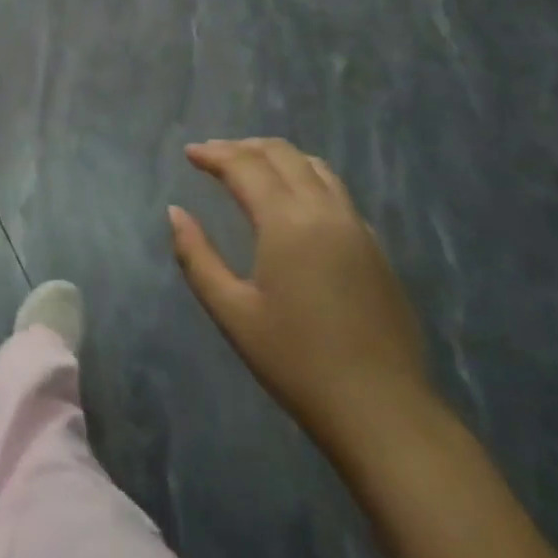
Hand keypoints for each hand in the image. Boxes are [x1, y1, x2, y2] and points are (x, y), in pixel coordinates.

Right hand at [169, 138, 429, 448]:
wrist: (382, 410)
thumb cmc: (296, 361)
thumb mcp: (232, 312)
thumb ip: (197, 256)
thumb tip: (176, 213)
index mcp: (287, 223)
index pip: (246, 166)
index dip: (214, 154)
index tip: (190, 153)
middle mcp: (325, 212)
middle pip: (283, 155)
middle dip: (244, 147)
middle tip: (214, 156)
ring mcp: (357, 228)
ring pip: (316, 168)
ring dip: (278, 158)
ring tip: (251, 168)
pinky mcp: (376, 248)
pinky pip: (337, 193)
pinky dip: (306, 180)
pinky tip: (293, 204)